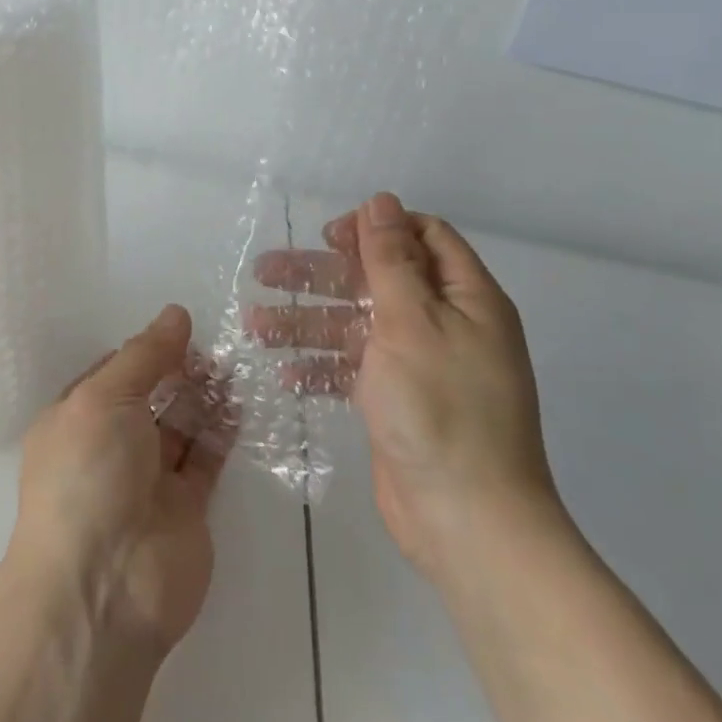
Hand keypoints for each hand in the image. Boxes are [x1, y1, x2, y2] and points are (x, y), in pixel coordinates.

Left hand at [5, 305, 230, 657]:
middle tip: (216, 346)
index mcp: (76, 418)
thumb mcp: (105, 397)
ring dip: (204, 396)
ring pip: (180, 425)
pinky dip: (222, 431)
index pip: (113, 372)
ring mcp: (148, 478)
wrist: (105, 585)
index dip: (146, 349)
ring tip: (234, 365)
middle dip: (179, 371)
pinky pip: (206, 458)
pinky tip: (240, 402)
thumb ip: (145, 355)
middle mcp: (110, 445)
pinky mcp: (185, 507)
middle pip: (150, 396)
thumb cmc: (89, 475)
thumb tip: (175, 313)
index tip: (183, 327)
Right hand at [251, 192, 562, 576]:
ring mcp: (419, 365)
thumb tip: (379, 201)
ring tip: (254, 325)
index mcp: (466, 298)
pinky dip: (322, 366)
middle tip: (265, 272)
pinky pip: (354, 369)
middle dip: (321, 275)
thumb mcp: (412, 321)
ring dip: (308, 322)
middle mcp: (445, 324)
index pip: (422, 237)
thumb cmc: (441, 408)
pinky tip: (285, 372)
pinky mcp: (396, 401)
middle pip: (376, 280)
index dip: (375, 228)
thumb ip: (390, 260)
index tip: (328, 236)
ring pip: (356, 325)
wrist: (467, 520)